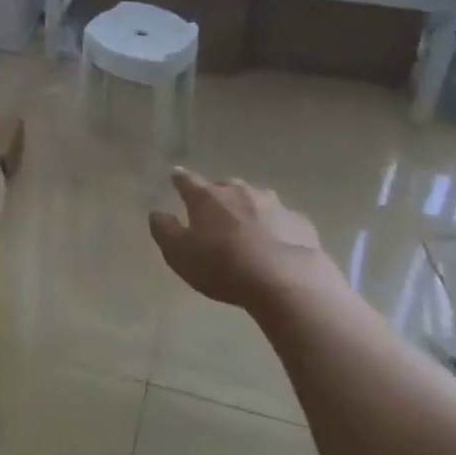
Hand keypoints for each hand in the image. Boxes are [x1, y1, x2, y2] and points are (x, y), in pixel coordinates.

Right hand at [148, 168, 337, 309]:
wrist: (284, 279)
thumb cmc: (222, 265)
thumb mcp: (180, 254)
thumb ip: (164, 231)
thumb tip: (156, 213)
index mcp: (207, 198)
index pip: (187, 181)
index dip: (180, 179)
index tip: (176, 176)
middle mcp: (239, 191)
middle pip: (225, 187)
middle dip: (219, 197)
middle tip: (215, 214)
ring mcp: (273, 204)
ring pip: (256, 200)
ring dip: (249, 210)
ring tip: (248, 230)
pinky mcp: (298, 221)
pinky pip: (282, 221)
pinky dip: (277, 228)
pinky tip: (278, 247)